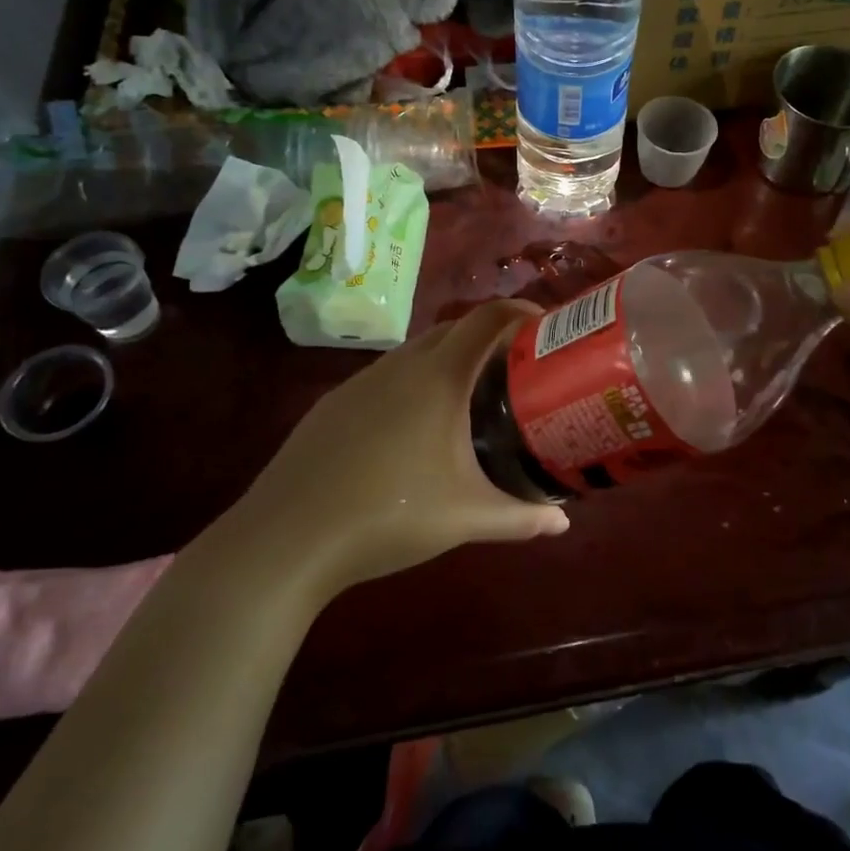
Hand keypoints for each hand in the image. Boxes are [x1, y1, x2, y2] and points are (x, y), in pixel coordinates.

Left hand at [211, 301, 568, 598]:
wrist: (286, 539)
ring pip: (416, 353)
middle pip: (454, 329)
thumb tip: (562, 524)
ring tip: (472, 397)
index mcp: (438, 377)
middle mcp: (400, 365)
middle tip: (518, 370)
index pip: (488, 319)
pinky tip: (414, 429)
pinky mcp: (334, 404)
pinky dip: (414, 383)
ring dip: (449, 360)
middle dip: (490, 337)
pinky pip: (386, 377)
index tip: (546, 326)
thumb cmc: (388, 516)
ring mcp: (361, 382)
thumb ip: (521, 518)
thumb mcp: (466, 518)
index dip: (521, 311)